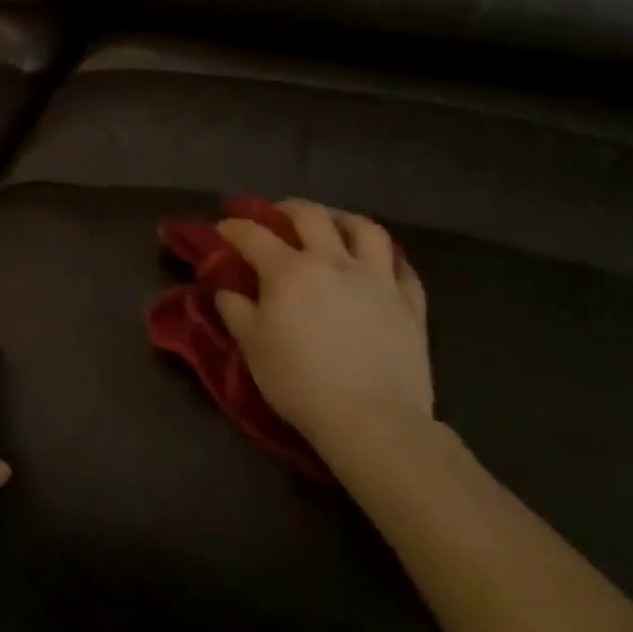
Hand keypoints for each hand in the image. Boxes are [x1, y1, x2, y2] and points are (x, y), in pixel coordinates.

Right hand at [215, 201, 432, 465]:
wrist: (373, 422)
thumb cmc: (301, 383)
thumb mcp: (253, 347)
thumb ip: (235, 310)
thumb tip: (226, 288)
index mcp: (289, 270)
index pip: (253, 234)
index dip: (233, 227)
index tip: (223, 227)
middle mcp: (332, 262)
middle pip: (310, 216)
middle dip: (287, 209)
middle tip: (278, 216)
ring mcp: (376, 280)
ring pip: (365, 229)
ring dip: (344, 220)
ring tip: (334, 226)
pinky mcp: (409, 305)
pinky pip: (402, 269)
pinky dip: (387, 260)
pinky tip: (379, 266)